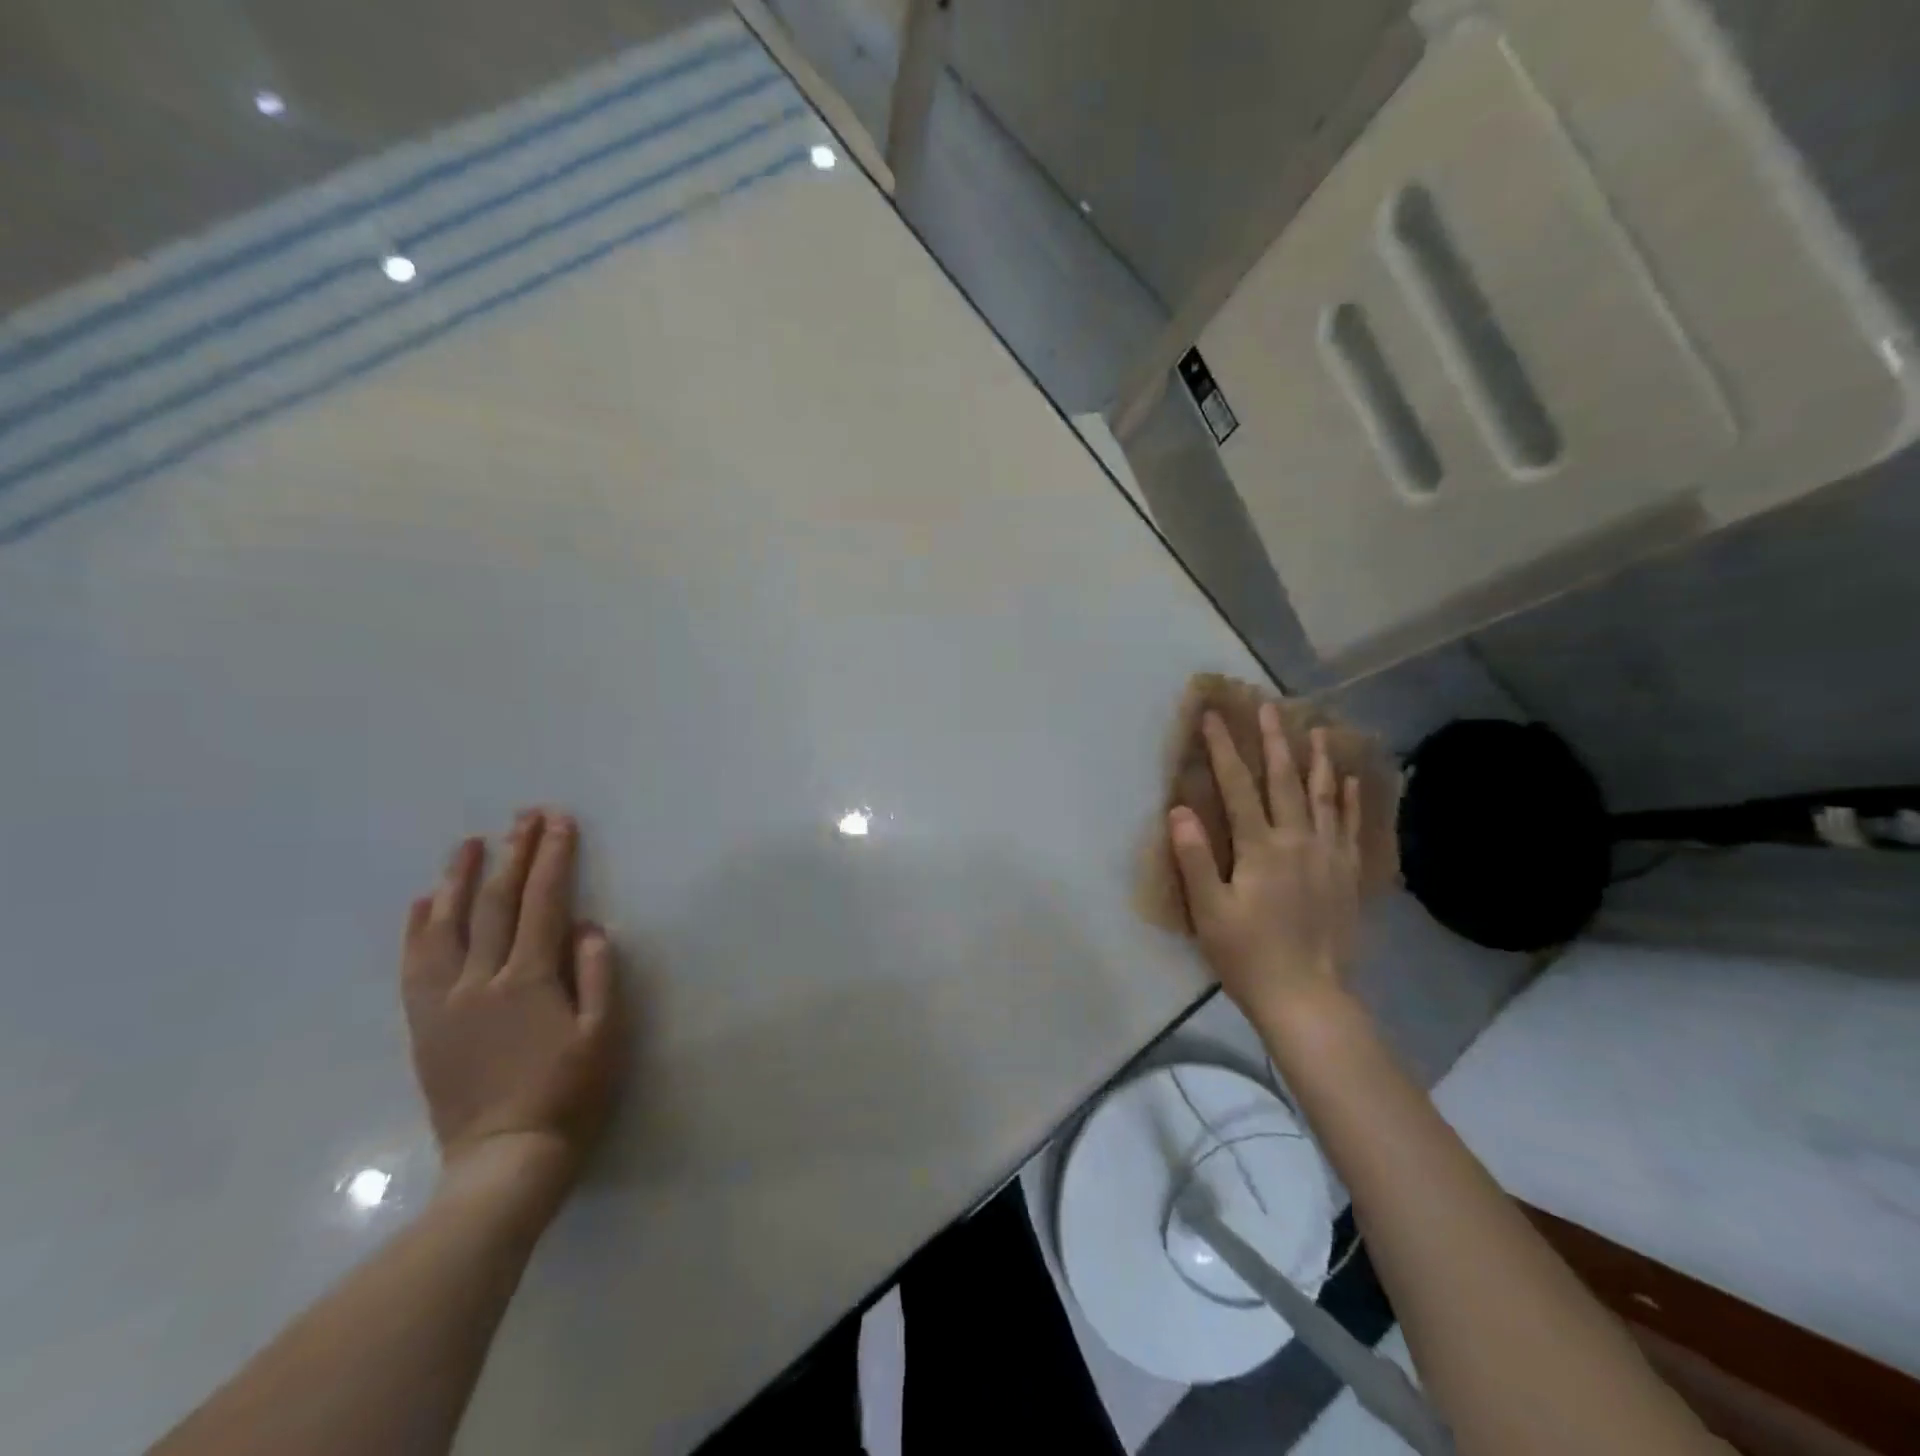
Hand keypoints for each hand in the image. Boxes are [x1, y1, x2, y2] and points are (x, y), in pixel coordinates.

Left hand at [401, 810, 623, 1203]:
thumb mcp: (605, 1035)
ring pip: (446, 927)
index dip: (553, 858)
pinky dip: (418, 929)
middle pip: (496, 903)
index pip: (543, 902)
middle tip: (524, 816)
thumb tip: (589, 926)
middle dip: (513, 854)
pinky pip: (414, 967)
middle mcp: (482, 981)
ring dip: (459, 879)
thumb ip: (598, 975)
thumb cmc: (569, 1094)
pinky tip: (423, 903)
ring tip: (467, 844)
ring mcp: (445, 1003)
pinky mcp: (424, 1027)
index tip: (559, 821)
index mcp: (530, 980)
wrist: (504, 1161)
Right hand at [1169, 706, 1364, 1024]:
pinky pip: (1349, 825)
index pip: (1238, 787)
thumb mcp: (1209, 911)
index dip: (1223, 751)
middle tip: (1267, 707)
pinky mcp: (1346, 873)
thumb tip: (1179, 810)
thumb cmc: (1248, 956)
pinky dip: (1350, 798)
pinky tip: (1350, 779)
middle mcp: (1298, 841)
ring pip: (1324, 796)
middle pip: (1284, 781)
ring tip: (1318, 729)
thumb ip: (1194, 858)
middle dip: (1273, 741)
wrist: (1309, 998)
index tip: (1213, 718)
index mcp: (1260, 848)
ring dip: (1318, 760)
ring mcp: (1328, 855)